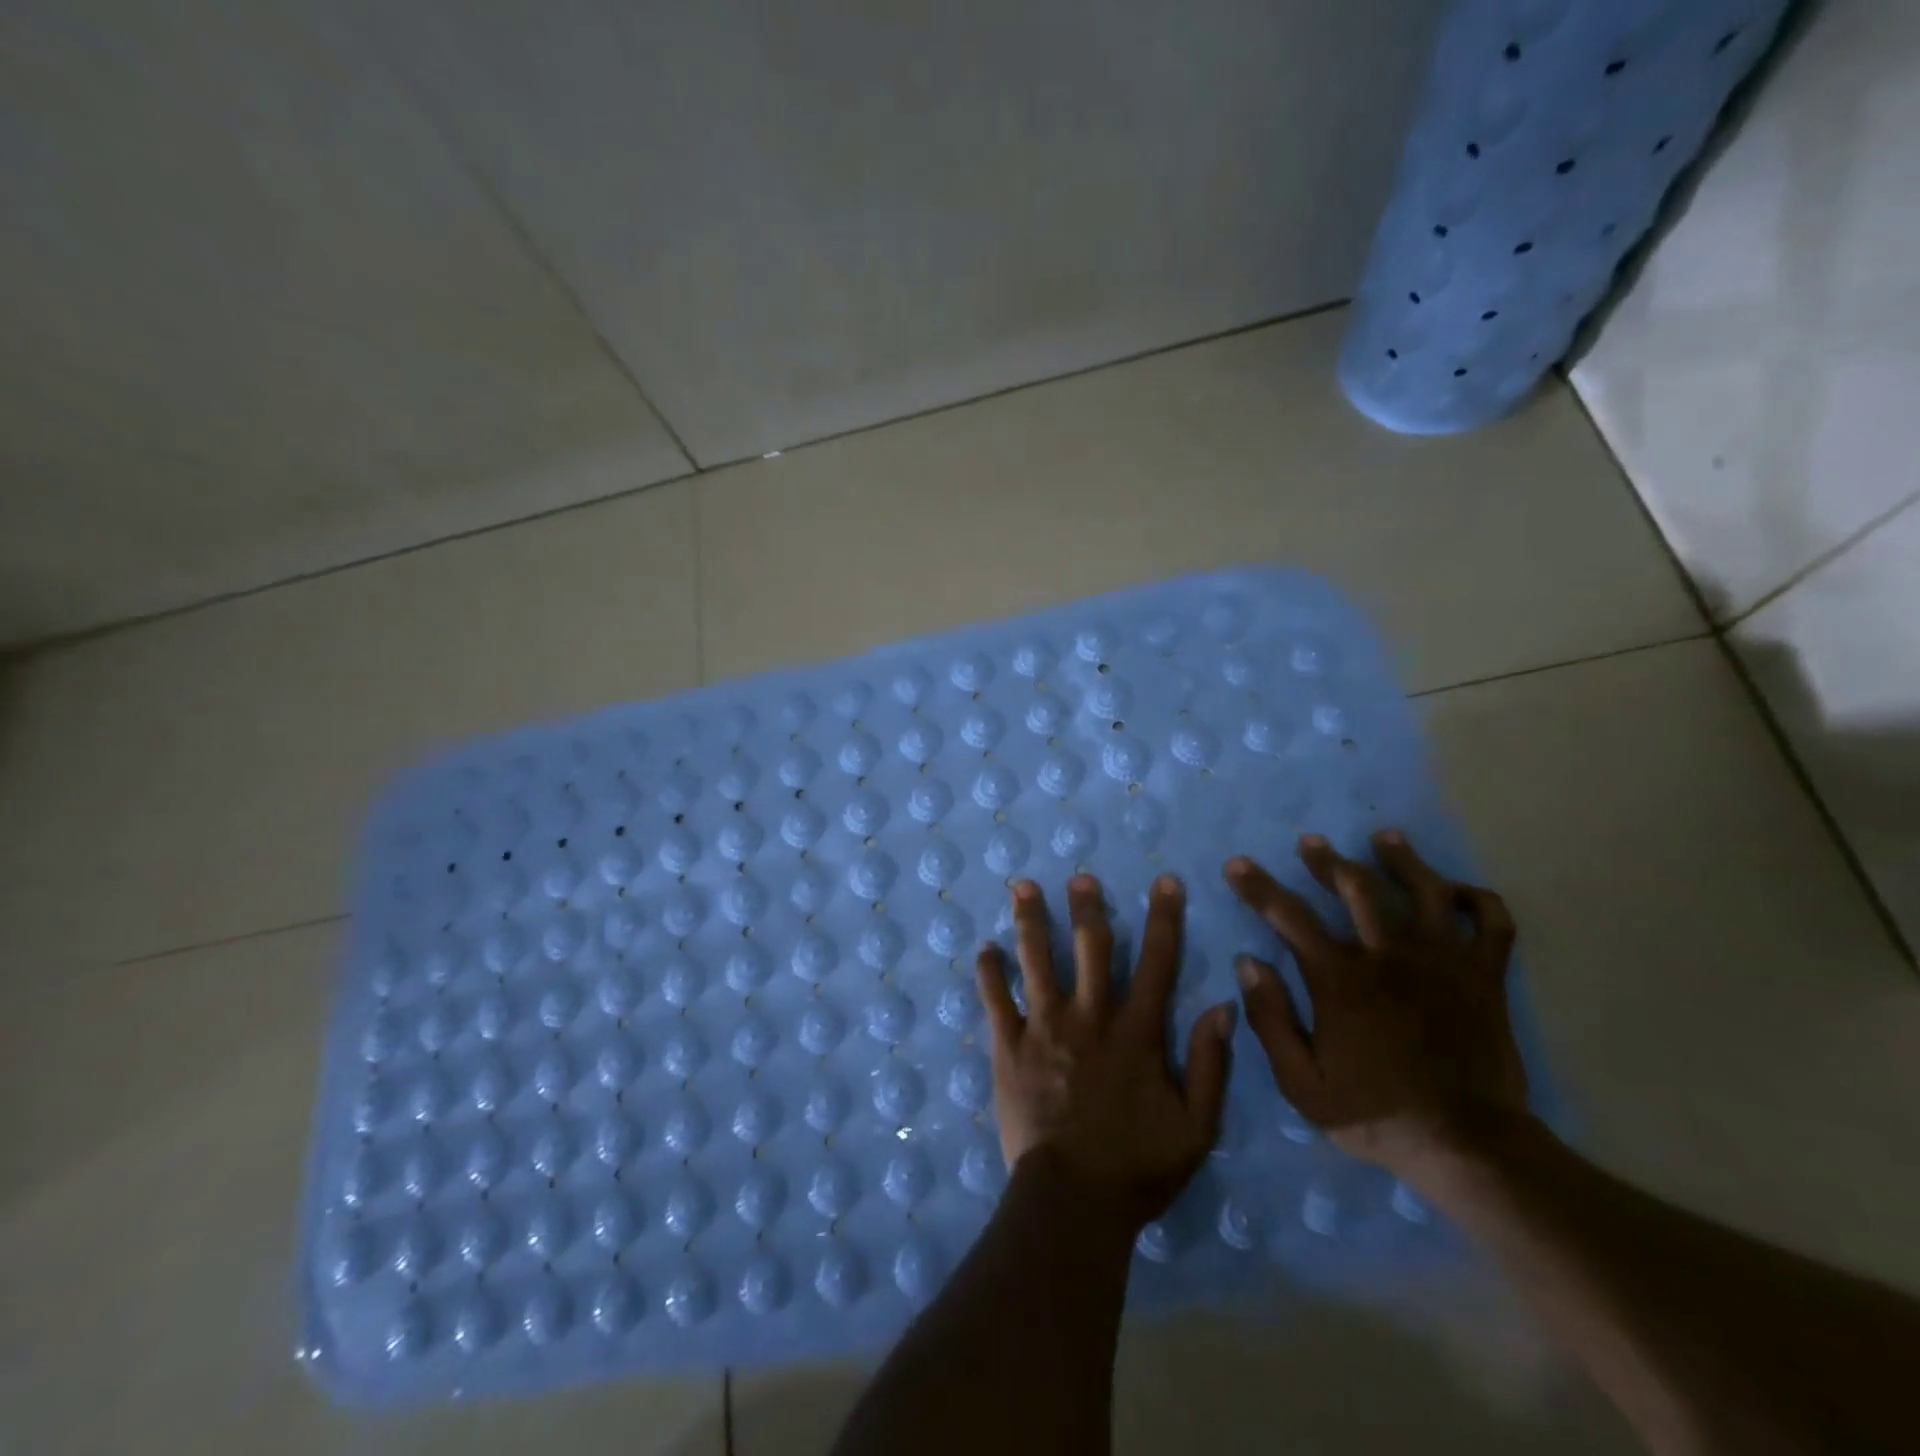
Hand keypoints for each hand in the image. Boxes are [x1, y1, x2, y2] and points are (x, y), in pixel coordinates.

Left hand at [975, 873, 1238, 1226]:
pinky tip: (984, 949)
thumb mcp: (1196, 1127)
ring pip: (1036, 961)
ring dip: (1031, 921)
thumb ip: (1209, 1064)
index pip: (1157, 963)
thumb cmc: (1138, 1167)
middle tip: (1079, 876)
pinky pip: (995, 1001)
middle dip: (1087, 907)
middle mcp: (1089, 1017)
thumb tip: (1222, 1006)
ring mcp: (1044, 1028)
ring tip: (1023, 886)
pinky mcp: (1009, 1047)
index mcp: (1136, 1032)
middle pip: (1090, 947)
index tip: (1165, 882)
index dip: (1164, 919)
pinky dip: (989, 973)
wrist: (1073, 1200)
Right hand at [1224, 831, 1528, 1174]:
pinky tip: (1458, 892)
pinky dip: (1478, 900)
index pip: (1288, 916)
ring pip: (1425, 890)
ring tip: (1386, 838)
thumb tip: (1248, 963)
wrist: (1468, 1146)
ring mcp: (1443, 961)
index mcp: (1340, 978)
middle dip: (1328, 860)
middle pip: (1357, 888)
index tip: (1238, 865)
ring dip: (1402, 859)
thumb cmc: (1375, 1113)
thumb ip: (1270, 1019)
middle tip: (1311, 842)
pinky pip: (1492, 923)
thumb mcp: (1301, 1082)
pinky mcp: (1485, 977)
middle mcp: (1389, 956)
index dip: (1258, 886)